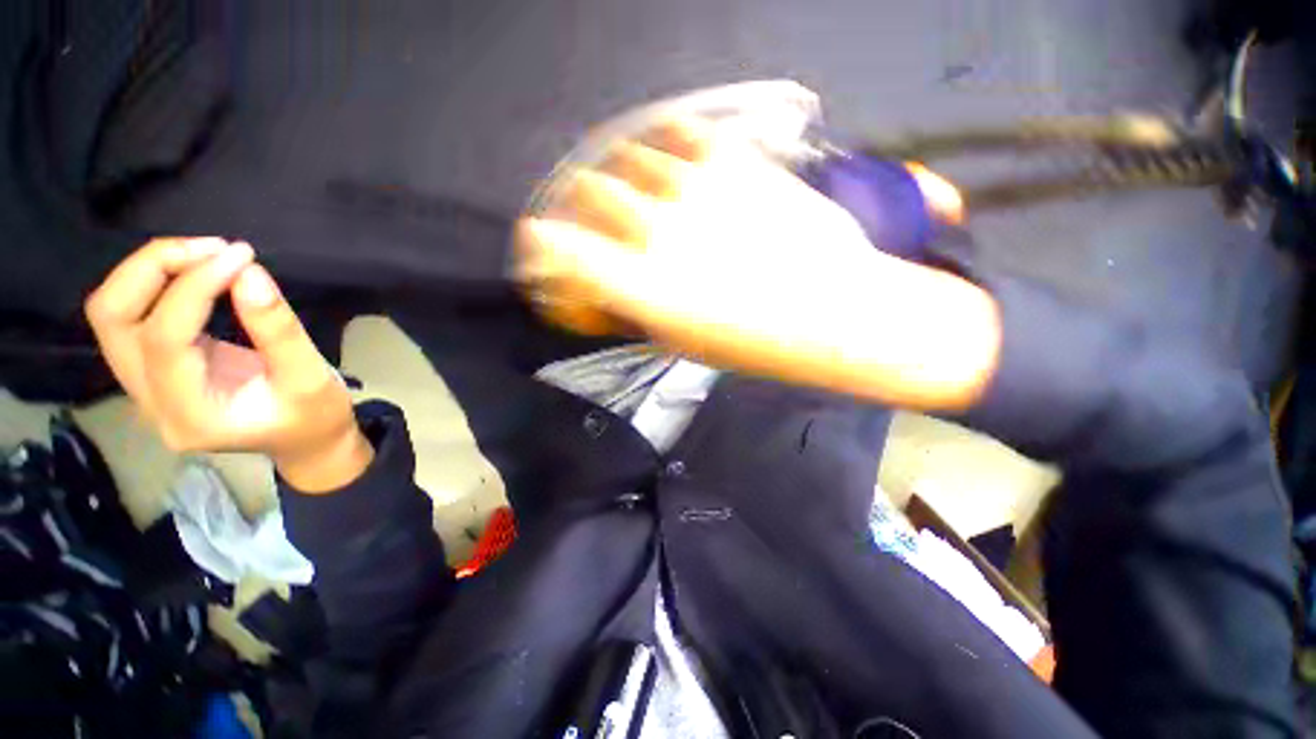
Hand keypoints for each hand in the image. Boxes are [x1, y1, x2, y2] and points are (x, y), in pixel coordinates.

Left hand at [85, 238, 371, 491]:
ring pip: (112, 314)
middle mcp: (149, 402)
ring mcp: (144, 388)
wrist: (305, 442)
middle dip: (154, 269)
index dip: (194, 287)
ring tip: (205, 254)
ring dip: (150, 271)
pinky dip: (158, 284)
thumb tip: (249, 273)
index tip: (241, 256)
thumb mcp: (311, 378)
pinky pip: (132, 317)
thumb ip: (279, 331)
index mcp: (189, 414)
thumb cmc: (315, 417)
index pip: (163, 337)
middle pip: (112, 320)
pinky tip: (197, 273)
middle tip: (212, 249)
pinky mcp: (152, 372)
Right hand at [515, 120, 1000, 410]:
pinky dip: (664, 144)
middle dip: (577, 206)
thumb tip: (610, 287)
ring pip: (630, 155)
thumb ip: (637, 306)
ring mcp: (697, 188)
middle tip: (588, 218)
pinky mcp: (735, 163)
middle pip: (588, 190)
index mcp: (641, 285)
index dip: (540, 245)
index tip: (541, 247)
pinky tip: (669, 160)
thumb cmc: (754, 343)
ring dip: (620, 175)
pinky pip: (682, 135)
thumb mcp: (680, 340)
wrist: (832, 310)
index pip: (560, 248)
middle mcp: (658, 228)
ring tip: (633, 190)